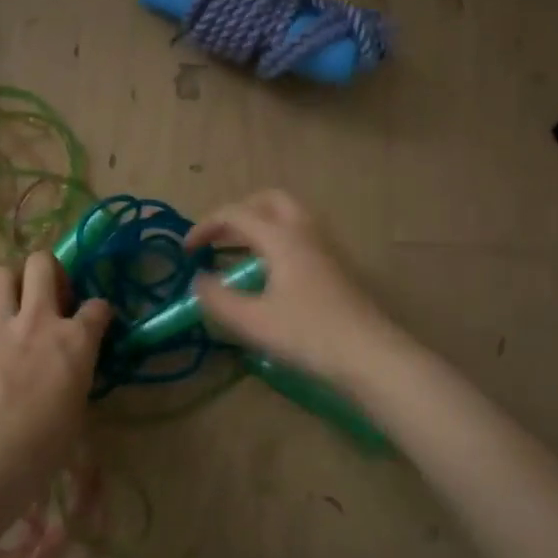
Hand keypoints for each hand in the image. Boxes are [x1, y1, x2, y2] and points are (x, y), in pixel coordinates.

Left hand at [0, 252, 111, 474]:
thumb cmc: (44, 444)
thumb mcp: (76, 408)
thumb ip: (75, 377)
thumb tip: (69, 373)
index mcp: (76, 340)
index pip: (97, 307)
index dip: (98, 311)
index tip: (95, 319)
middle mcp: (39, 320)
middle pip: (42, 264)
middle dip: (48, 269)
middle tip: (48, 291)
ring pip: (0, 275)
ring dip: (9, 284)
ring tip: (11, 303)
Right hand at [184, 190, 400, 384]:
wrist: (371, 356)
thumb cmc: (308, 335)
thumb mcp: (253, 321)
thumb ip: (218, 299)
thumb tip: (198, 281)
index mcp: (282, 238)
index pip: (236, 214)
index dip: (205, 226)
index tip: (187, 250)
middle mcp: (305, 232)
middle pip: (269, 201)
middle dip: (238, 213)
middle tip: (219, 238)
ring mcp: (326, 248)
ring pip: (289, 217)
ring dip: (260, 226)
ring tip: (239, 255)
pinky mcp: (337, 267)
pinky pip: (301, 237)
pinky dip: (277, 241)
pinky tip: (269, 275)